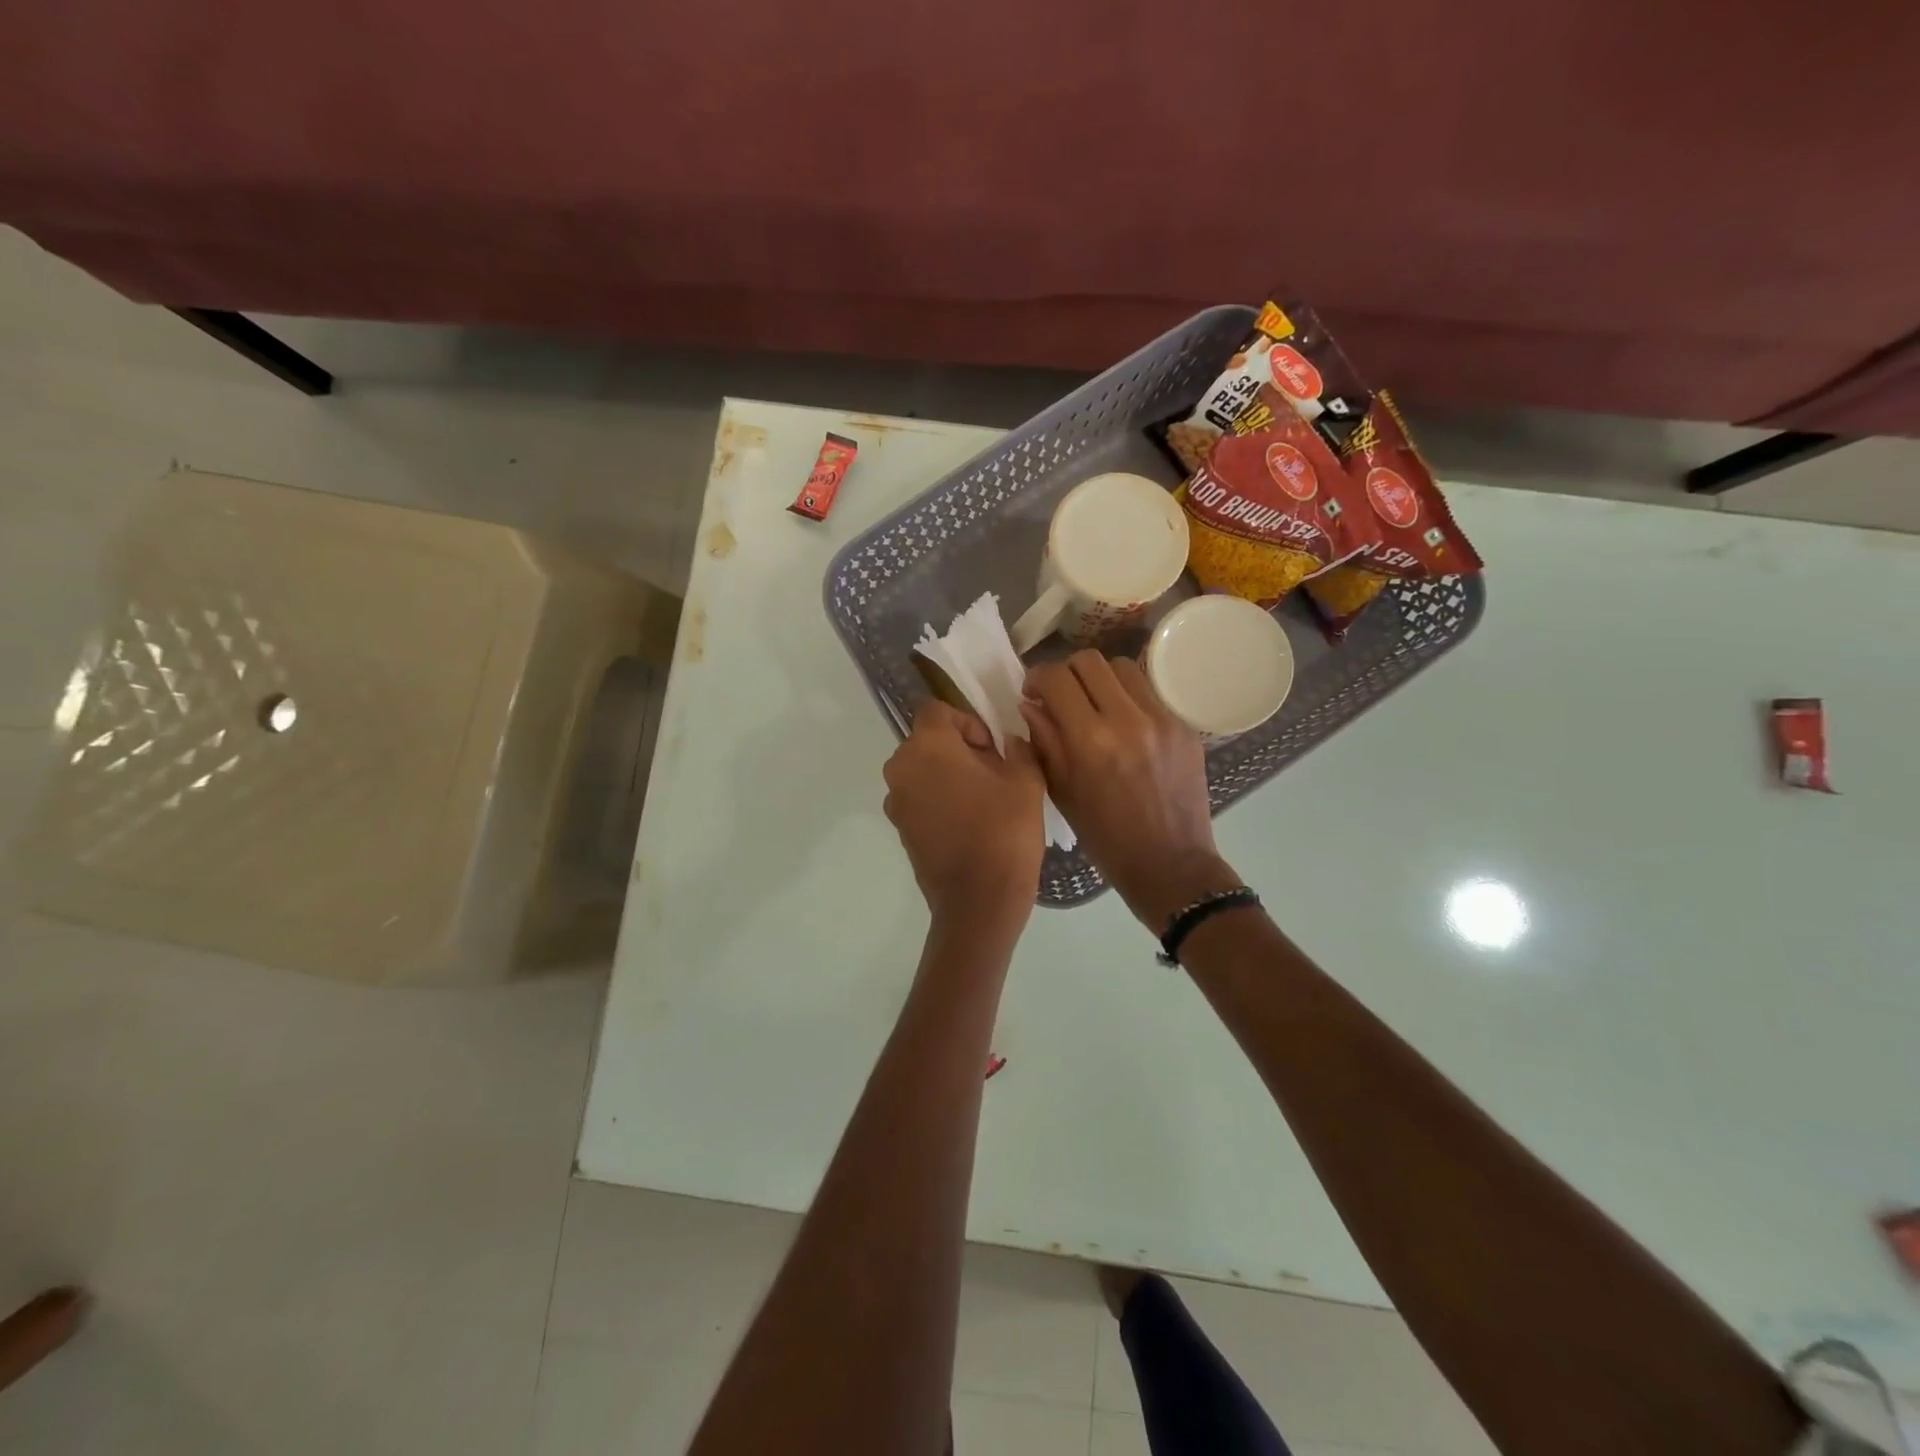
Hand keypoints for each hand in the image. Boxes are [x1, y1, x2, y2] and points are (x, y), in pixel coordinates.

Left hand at [883, 700, 1045, 928]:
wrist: (978, 902)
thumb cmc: (1003, 832)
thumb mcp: (1026, 781)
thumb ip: (1019, 749)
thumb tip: (1010, 743)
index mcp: (927, 747)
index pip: (938, 710)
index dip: (968, 722)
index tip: (993, 749)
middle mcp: (901, 769)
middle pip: (928, 741)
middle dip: (960, 749)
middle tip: (995, 774)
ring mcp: (896, 802)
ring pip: (923, 771)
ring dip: (949, 775)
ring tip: (984, 801)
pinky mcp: (900, 829)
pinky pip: (919, 799)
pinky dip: (940, 800)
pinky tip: (970, 823)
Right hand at [1021, 651, 1239, 927]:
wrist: (1171, 863)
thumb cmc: (1106, 837)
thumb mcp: (1062, 792)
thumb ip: (1044, 741)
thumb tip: (1031, 703)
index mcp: (1090, 740)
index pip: (1057, 678)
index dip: (1037, 677)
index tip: (1033, 692)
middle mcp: (1128, 719)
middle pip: (1090, 660)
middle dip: (1067, 672)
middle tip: (1062, 695)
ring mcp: (1162, 719)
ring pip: (1123, 667)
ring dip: (1101, 679)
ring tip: (1095, 704)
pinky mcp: (1185, 725)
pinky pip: (1150, 691)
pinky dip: (1129, 697)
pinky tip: (1125, 723)